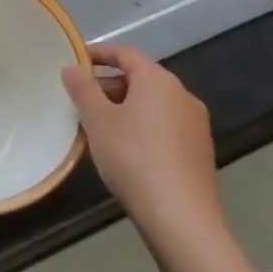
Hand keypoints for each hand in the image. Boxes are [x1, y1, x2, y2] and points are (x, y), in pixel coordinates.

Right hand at [63, 44, 224, 253]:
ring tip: (99, 129)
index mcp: (158, 80)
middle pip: (140, 78)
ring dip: (125, 108)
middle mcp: (182, 94)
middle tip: (81, 103)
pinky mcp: (200, 151)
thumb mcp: (98, 121)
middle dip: (109, 86)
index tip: (75, 61)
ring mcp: (196, 124)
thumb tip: (72, 67)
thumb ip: (83, 89)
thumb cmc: (133, 158)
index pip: (126, 53)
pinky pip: (165, 126)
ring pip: (153, 104)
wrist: (181, 218)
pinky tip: (126, 152)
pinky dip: (143, 127)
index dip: (99, 53)